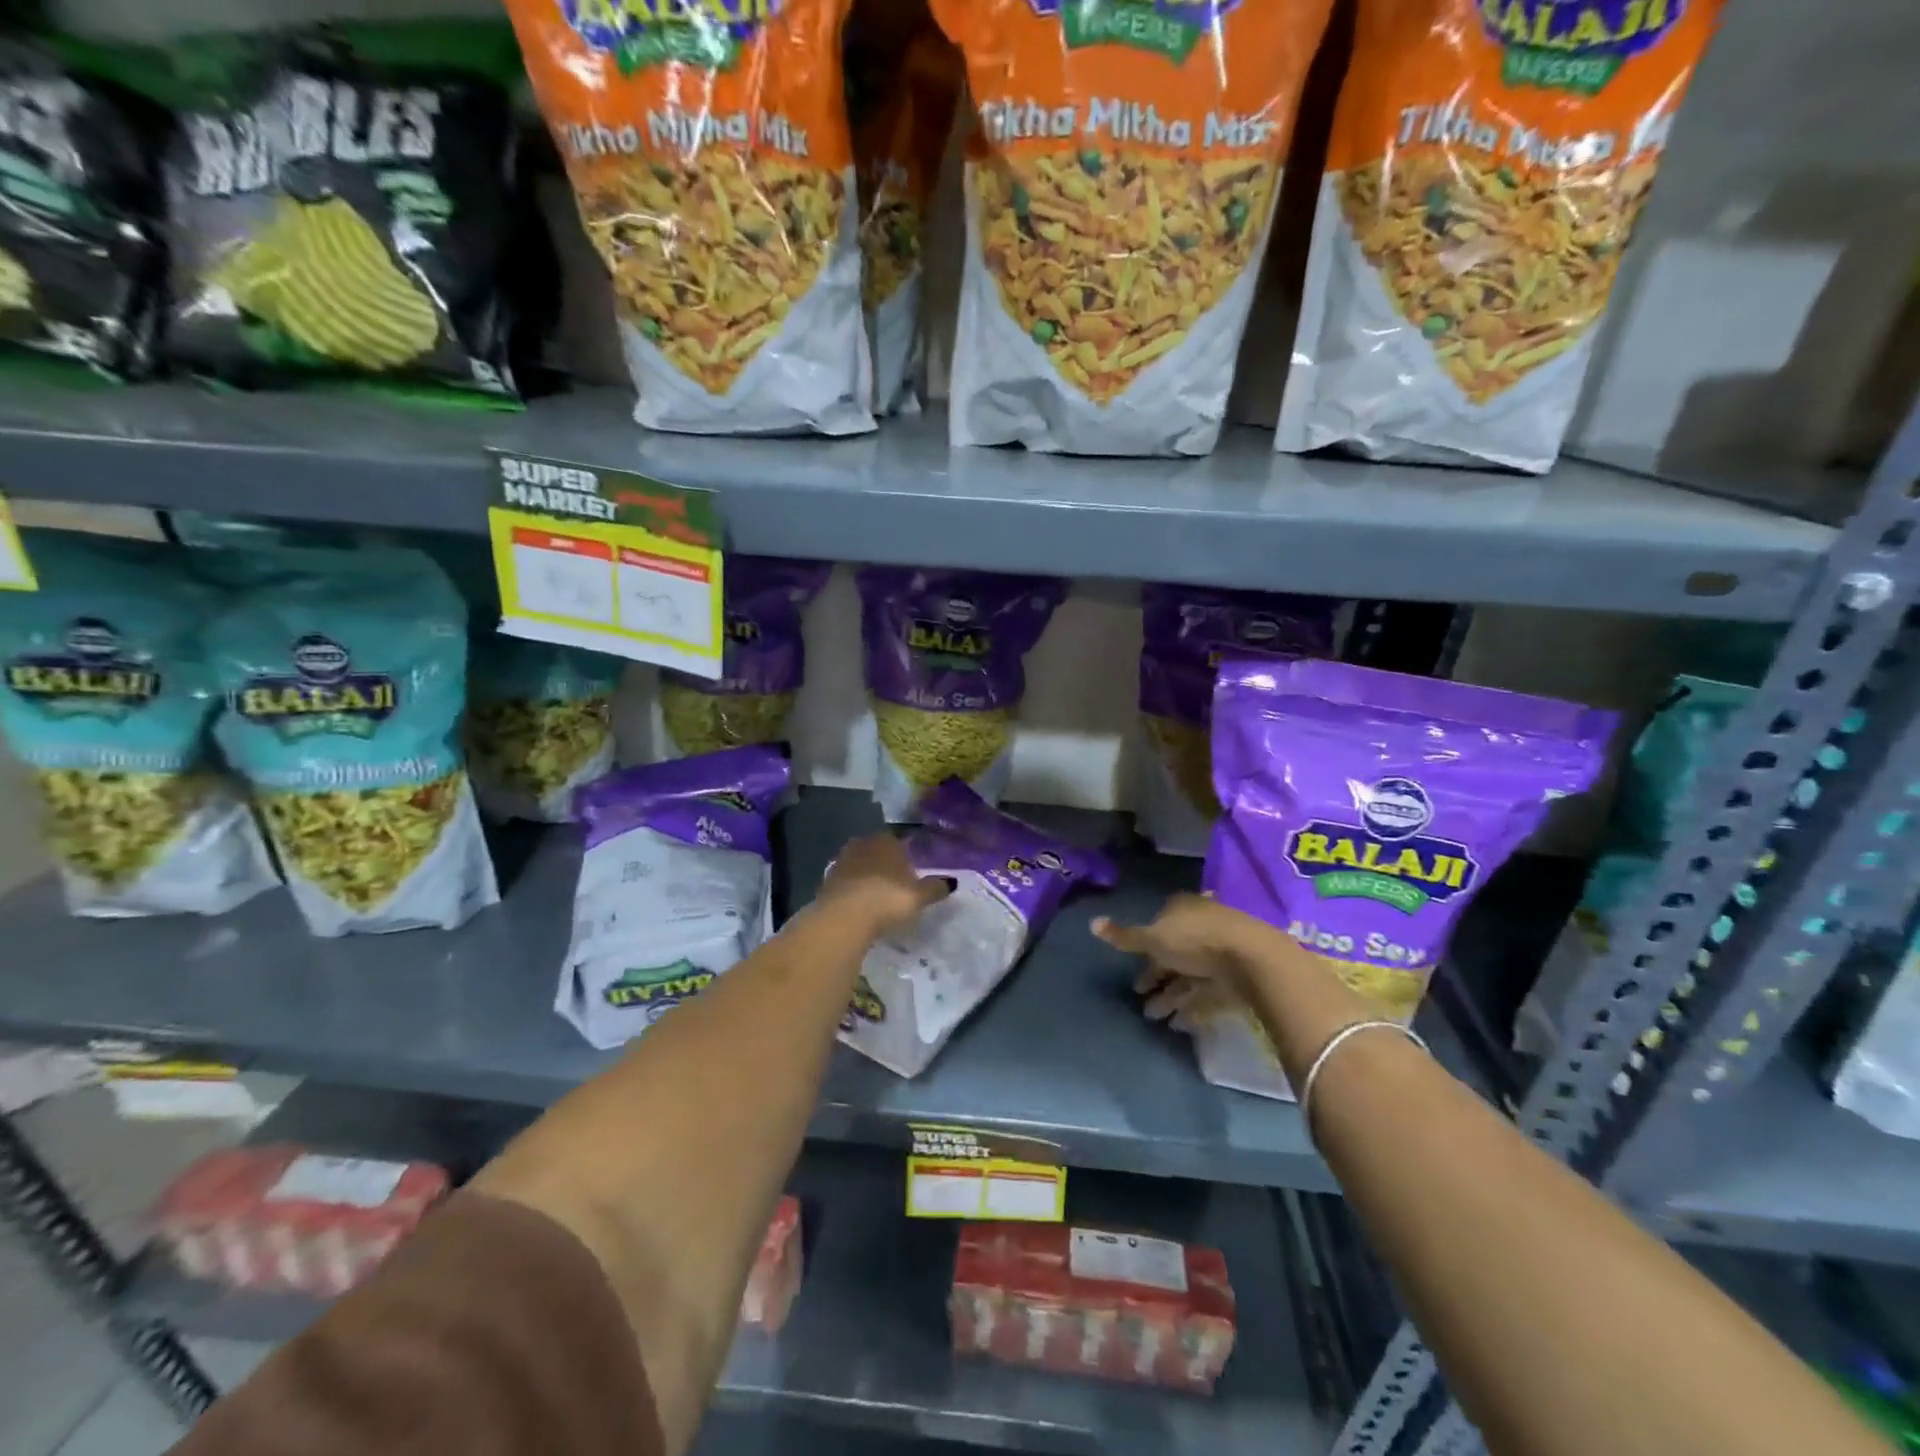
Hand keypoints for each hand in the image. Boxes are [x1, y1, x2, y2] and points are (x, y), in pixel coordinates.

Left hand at [816, 833, 950, 938]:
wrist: (843, 916)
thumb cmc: (887, 899)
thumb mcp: (918, 896)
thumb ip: (935, 887)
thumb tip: (952, 882)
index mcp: (887, 841)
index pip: (899, 840)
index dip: (906, 854)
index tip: (912, 869)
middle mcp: (863, 843)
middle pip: (877, 850)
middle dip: (885, 863)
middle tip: (895, 882)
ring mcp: (842, 860)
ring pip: (859, 864)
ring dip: (867, 875)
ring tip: (877, 894)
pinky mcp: (827, 880)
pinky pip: (846, 881)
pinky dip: (853, 889)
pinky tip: (859, 903)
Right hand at [1092, 893, 1257, 1022]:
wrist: (1250, 958)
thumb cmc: (1195, 940)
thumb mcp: (1153, 938)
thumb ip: (1125, 937)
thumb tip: (1091, 923)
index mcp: (1181, 909)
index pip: (1158, 926)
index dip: (1144, 949)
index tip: (1132, 969)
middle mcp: (1200, 926)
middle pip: (1173, 953)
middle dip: (1156, 977)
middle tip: (1140, 999)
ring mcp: (1219, 952)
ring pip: (1188, 975)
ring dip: (1170, 996)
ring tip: (1154, 1019)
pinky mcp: (1234, 976)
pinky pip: (1206, 991)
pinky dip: (1192, 1006)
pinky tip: (1179, 1024)